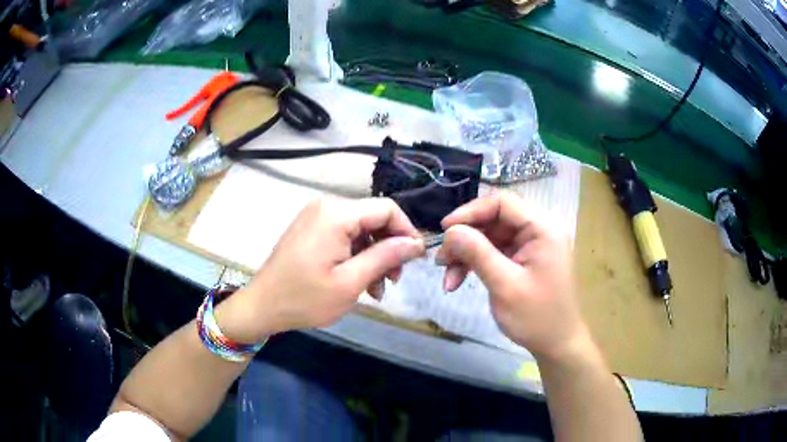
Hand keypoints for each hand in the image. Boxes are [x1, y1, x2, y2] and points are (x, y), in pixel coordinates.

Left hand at [217, 197, 424, 342]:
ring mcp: (316, 216)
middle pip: (373, 218)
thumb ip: (385, 257)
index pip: (387, 209)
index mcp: (336, 214)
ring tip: (376, 289)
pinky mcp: (311, 228)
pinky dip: (356, 256)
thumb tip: (415, 243)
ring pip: (361, 229)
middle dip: (389, 248)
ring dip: (373, 257)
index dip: (407, 231)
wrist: (261, 306)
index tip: (415, 260)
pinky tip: (359, 281)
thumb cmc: (304, 299)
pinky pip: (344, 235)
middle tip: (394, 281)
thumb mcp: (350, 283)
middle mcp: (326, 206)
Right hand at [436, 192, 588, 360]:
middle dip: (465, 239)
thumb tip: (451, 231)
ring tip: (447, 278)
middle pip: (494, 220)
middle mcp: (538, 231)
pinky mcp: (524, 260)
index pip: (502, 203)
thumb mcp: (504, 285)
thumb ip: (477, 253)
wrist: (557, 345)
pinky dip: (476, 264)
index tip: (445, 230)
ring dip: (467, 255)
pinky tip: (458, 281)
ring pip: (491, 238)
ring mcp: (531, 246)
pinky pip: (495, 253)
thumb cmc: (536, 317)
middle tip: (441, 261)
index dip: (471, 211)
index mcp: (542, 229)